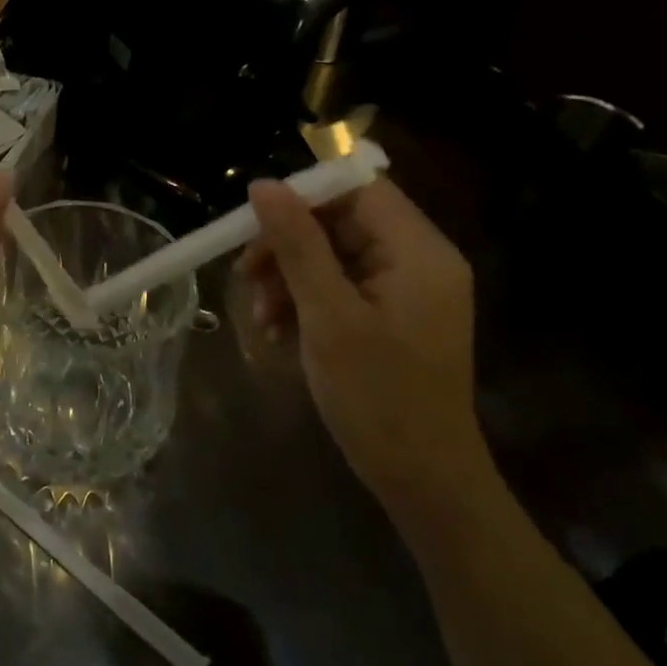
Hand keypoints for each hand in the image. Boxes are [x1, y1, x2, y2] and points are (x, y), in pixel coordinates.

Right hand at [237, 177, 484, 523]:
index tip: (254, 222)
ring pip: (330, 255)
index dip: (303, 194)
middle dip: (286, 245)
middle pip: (339, 222)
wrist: (422, 480)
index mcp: (418, 252)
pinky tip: (276, 330)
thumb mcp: (328, 316)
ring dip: (287, 277)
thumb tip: (264, 185)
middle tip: (245, 276)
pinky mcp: (388, 316)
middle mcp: (417, 261)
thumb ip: (297, 246)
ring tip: (260, 315)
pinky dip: (302, 301)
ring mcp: (403, 291)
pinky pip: (336, 287)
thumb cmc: (378, 395)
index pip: (357, 189)